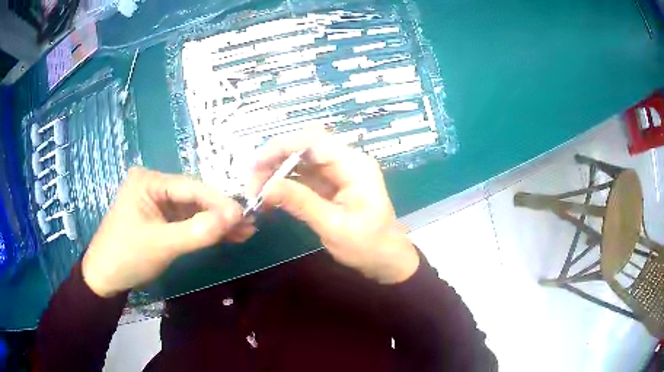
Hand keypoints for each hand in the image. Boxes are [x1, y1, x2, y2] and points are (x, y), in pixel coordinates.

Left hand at [82, 167, 253, 296]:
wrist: (104, 278)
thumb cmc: (127, 256)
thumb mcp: (162, 244)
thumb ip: (197, 231)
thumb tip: (235, 217)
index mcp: (148, 181)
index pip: (190, 187)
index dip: (219, 202)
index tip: (244, 215)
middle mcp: (153, 185)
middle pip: (193, 198)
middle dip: (220, 214)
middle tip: (248, 226)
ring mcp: (156, 202)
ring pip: (192, 210)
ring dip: (215, 223)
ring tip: (244, 233)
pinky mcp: (159, 218)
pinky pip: (185, 221)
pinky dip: (203, 230)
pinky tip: (224, 236)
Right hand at [248, 132, 418, 283]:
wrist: (387, 261)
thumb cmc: (368, 246)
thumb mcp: (334, 226)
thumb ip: (301, 203)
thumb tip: (267, 187)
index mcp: (354, 165)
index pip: (313, 140)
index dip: (281, 147)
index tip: (256, 167)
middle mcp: (346, 162)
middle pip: (303, 148)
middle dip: (274, 161)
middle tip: (252, 185)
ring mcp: (338, 173)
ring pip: (300, 161)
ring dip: (276, 173)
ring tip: (257, 193)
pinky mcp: (331, 186)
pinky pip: (303, 177)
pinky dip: (285, 185)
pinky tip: (270, 197)